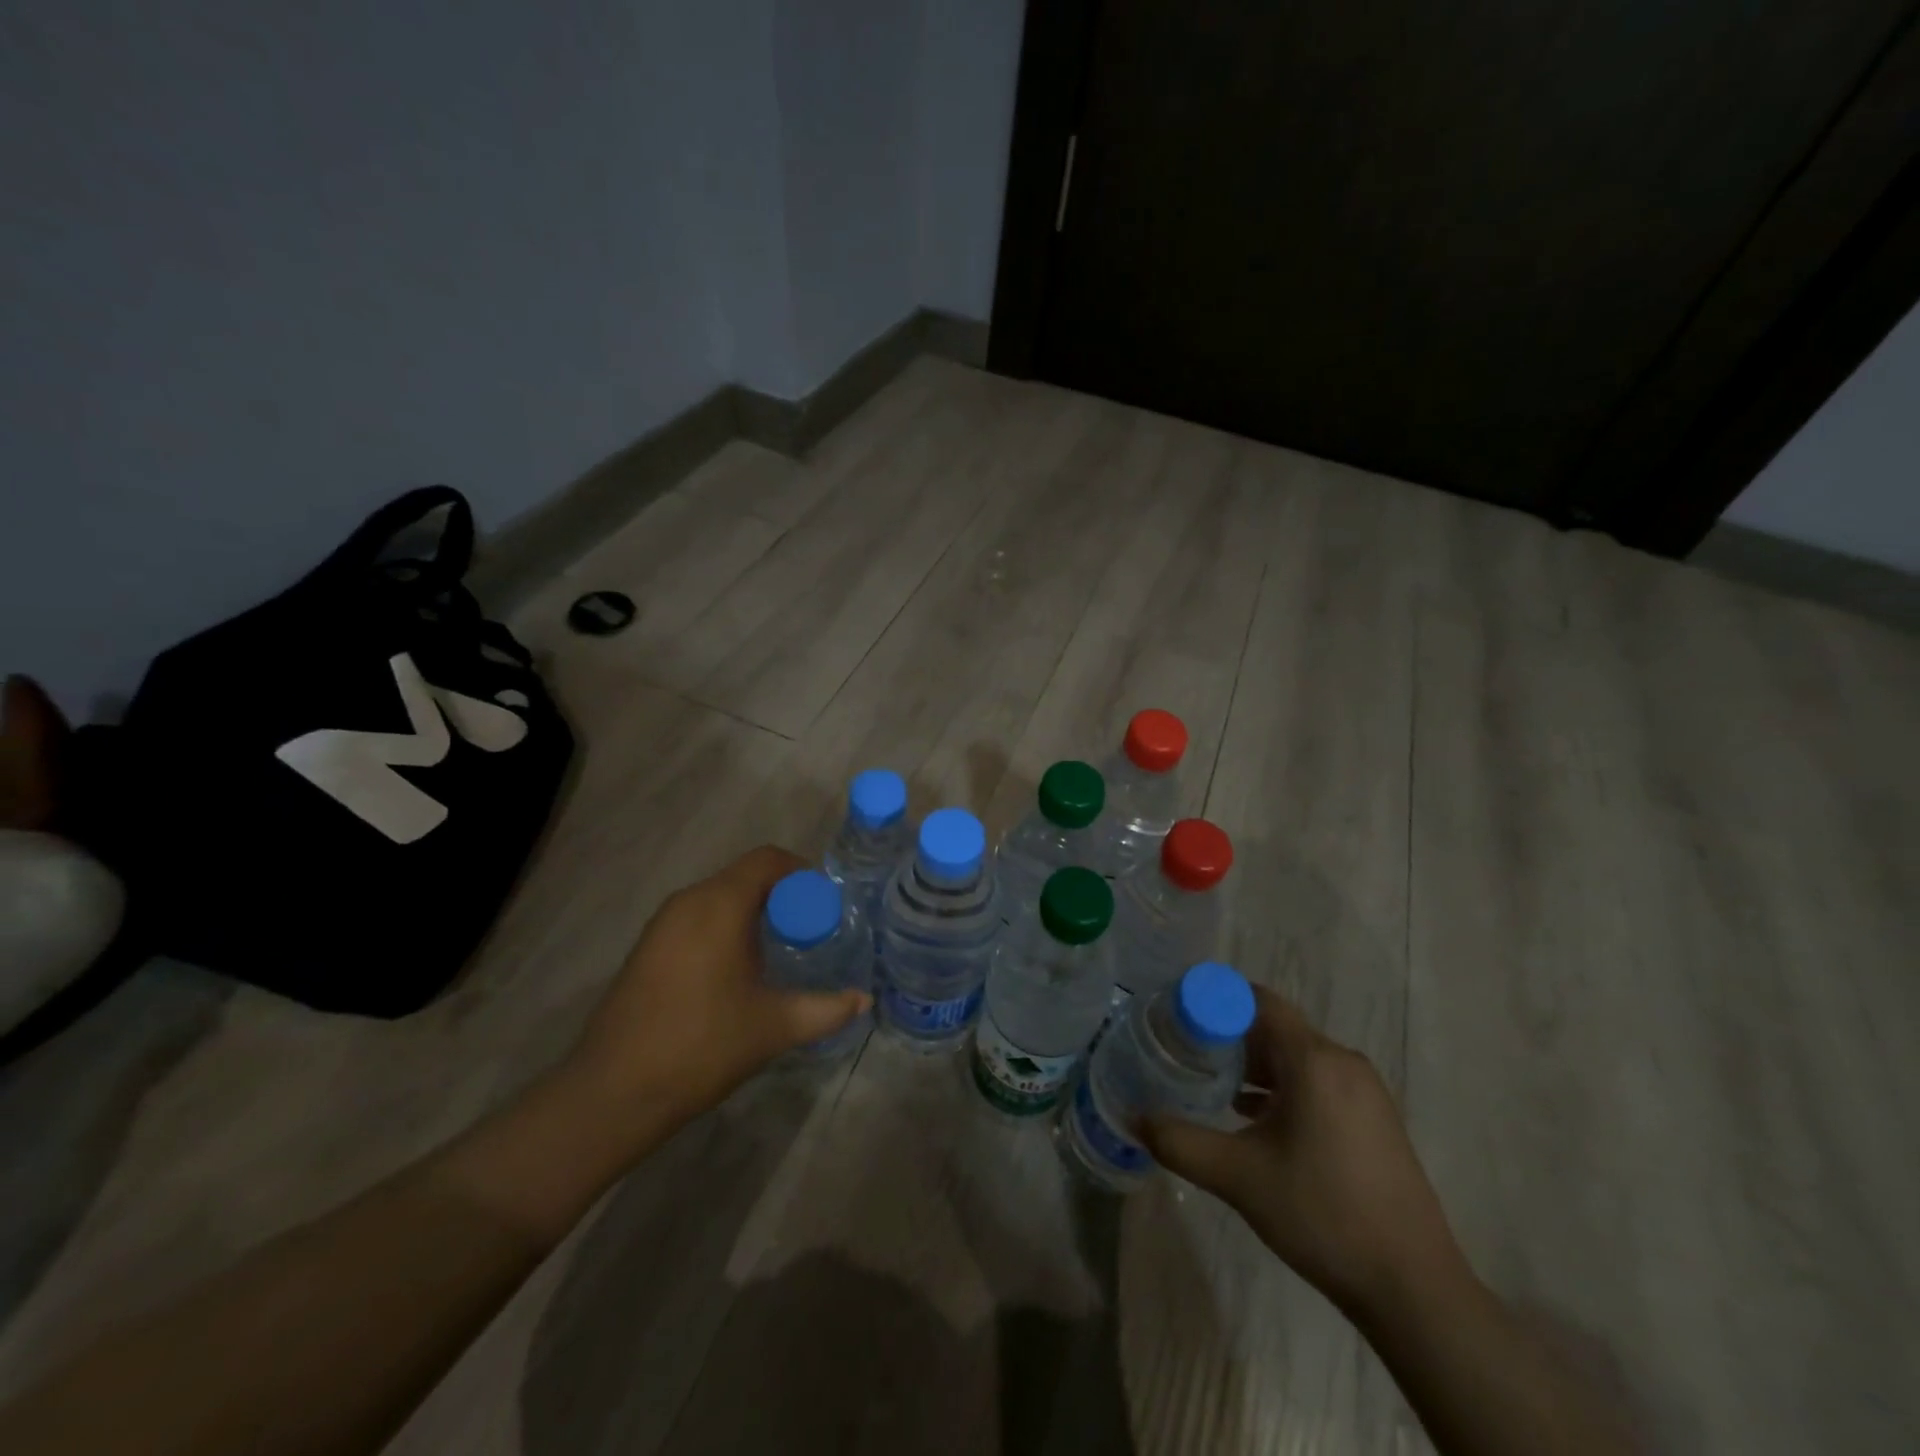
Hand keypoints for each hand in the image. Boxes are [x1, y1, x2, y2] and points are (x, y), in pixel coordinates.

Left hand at [561, 845, 870, 1141]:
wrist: (614, 1091)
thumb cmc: (702, 1046)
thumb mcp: (775, 1026)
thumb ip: (826, 1009)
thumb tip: (864, 1000)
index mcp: (720, 905)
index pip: (767, 860)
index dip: (801, 872)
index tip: (824, 904)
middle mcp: (688, 901)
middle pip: (743, 876)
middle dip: (781, 895)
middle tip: (809, 930)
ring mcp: (661, 924)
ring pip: (718, 897)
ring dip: (751, 911)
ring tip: (777, 949)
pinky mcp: (647, 947)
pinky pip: (696, 917)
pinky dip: (724, 926)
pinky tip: (735, 969)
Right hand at [1141, 986, 1464, 1319]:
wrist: (1413, 1288)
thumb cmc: (1322, 1215)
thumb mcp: (1238, 1177)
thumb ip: (1179, 1142)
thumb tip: (1134, 1118)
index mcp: (1314, 1060)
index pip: (1258, 1000)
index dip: (1215, 998)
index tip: (1177, 1013)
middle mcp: (1342, 1062)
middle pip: (1275, 1027)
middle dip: (1228, 1034)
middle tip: (1185, 1050)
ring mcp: (1364, 1091)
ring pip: (1296, 1056)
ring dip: (1254, 1063)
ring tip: (1211, 1083)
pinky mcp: (1373, 1119)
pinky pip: (1317, 1080)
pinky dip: (1282, 1086)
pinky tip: (1253, 1117)